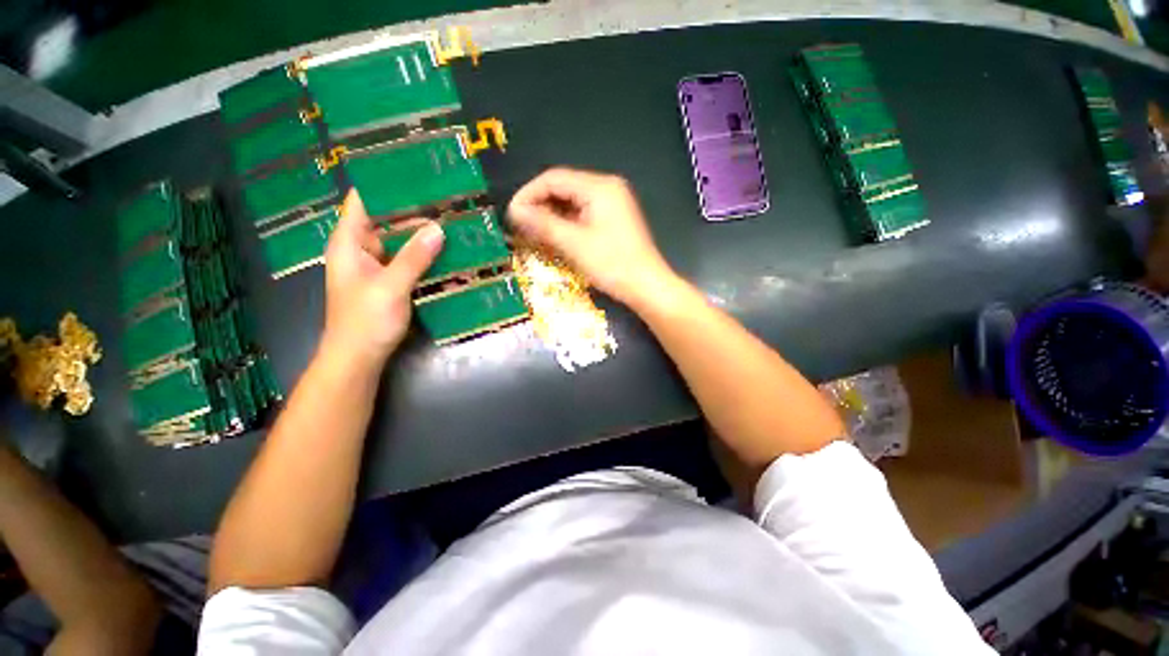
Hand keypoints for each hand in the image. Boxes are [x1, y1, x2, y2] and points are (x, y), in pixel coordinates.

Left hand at [319, 190, 443, 368]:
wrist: (359, 358)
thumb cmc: (365, 321)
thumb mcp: (390, 286)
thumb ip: (413, 257)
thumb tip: (438, 228)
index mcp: (349, 243)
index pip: (363, 201)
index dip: (386, 186)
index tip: (417, 176)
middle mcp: (362, 249)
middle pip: (387, 220)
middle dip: (416, 212)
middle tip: (448, 203)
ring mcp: (377, 267)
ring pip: (401, 242)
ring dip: (425, 236)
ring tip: (454, 225)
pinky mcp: (391, 282)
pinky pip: (410, 261)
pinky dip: (426, 257)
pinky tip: (449, 255)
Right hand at [507, 168, 674, 305]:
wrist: (646, 286)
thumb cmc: (612, 264)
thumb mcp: (574, 244)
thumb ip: (543, 224)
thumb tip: (515, 211)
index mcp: (599, 186)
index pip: (554, 178)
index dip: (528, 194)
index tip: (512, 214)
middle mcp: (607, 188)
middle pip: (564, 188)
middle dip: (540, 205)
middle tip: (520, 225)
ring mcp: (613, 203)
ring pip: (572, 202)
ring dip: (551, 215)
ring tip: (533, 232)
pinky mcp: (613, 219)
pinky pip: (583, 213)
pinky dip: (566, 223)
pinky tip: (554, 235)